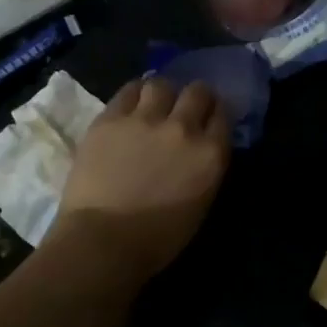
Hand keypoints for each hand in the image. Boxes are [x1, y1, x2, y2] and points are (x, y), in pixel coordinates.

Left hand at [53, 78, 230, 281]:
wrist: (103, 241)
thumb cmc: (156, 239)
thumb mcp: (200, 204)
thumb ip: (205, 169)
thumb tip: (200, 151)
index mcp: (210, 154)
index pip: (223, 115)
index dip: (216, 113)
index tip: (209, 118)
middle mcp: (183, 128)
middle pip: (197, 92)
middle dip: (195, 96)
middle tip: (186, 106)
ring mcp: (145, 119)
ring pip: (161, 85)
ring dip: (163, 93)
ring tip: (155, 103)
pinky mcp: (110, 118)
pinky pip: (128, 90)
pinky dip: (134, 94)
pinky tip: (132, 103)